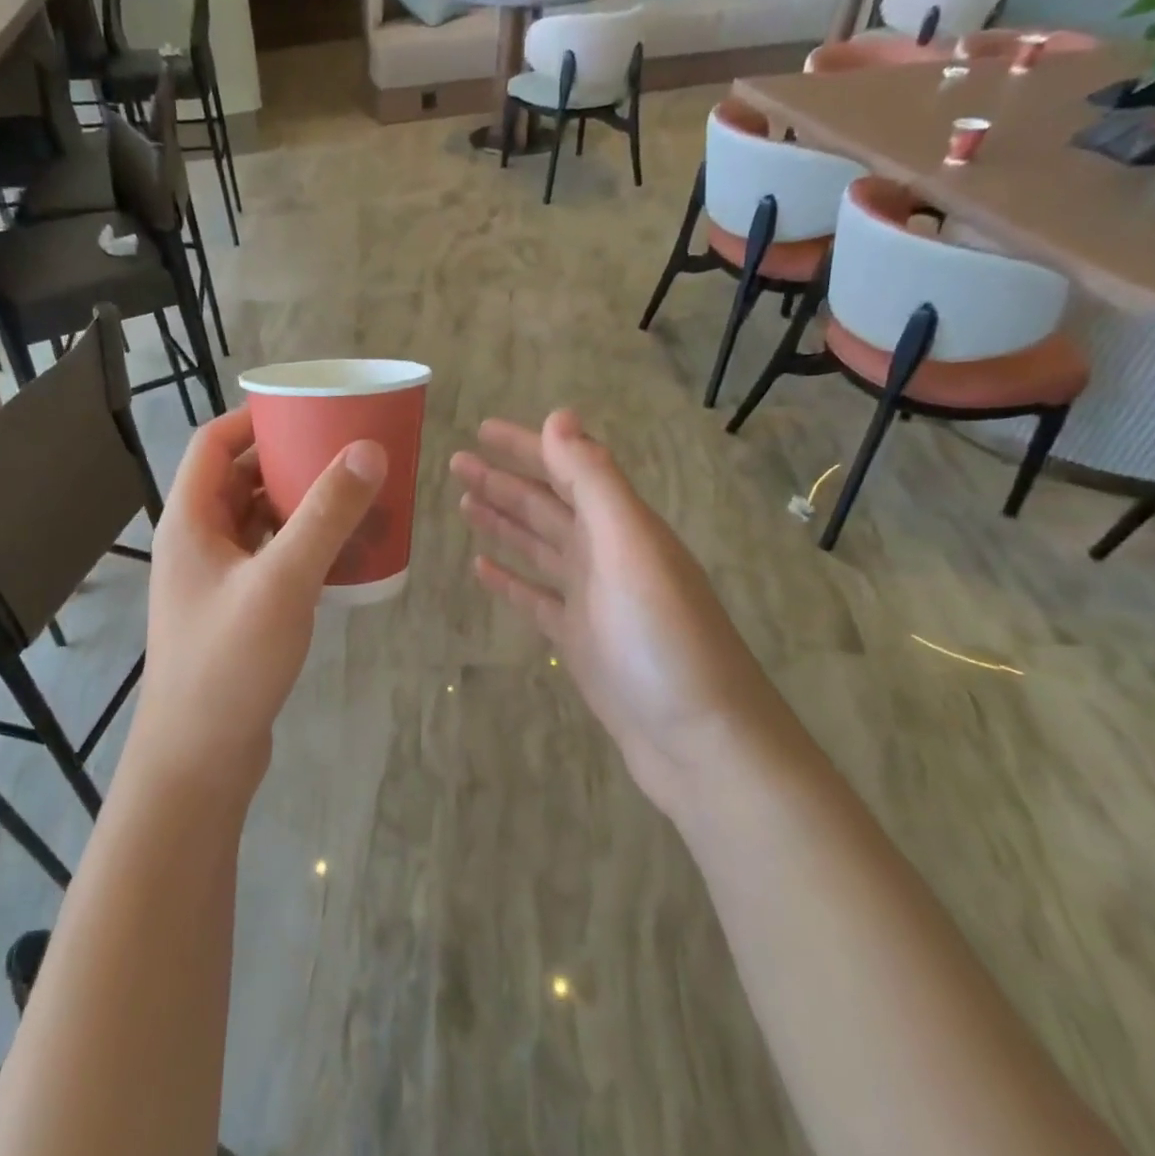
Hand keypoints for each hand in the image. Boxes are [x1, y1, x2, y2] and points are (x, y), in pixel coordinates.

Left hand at [127, 408, 385, 806]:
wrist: (200, 757)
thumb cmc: (230, 661)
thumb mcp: (283, 581)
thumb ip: (326, 515)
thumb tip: (368, 450)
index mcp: (190, 521)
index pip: (213, 444)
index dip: (254, 420)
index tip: (307, 412)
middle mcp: (197, 542)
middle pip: (239, 480)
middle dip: (289, 462)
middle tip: (344, 453)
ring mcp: (215, 580)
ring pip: (258, 522)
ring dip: (299, 506)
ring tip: (351, 498)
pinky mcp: (235, 611)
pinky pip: (270, 559)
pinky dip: (301, 546)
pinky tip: (340, 555)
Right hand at [450, 410, 758, 821]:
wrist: (699, 739)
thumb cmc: (664, 638)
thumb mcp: (630, 547)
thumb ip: (594, 482)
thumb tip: (559, 416)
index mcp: (622, 525)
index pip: (566, 469)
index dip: (526, 446)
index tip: (481, 428)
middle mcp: (607, 554)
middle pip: (547, 505)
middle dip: (503, 481)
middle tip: (456, 462)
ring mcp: (592, 599)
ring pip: (538, 546)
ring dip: (503, 522)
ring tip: (463, 503)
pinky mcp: (578, 640)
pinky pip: (535, 598)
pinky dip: (509, 579)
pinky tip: (480, 568)